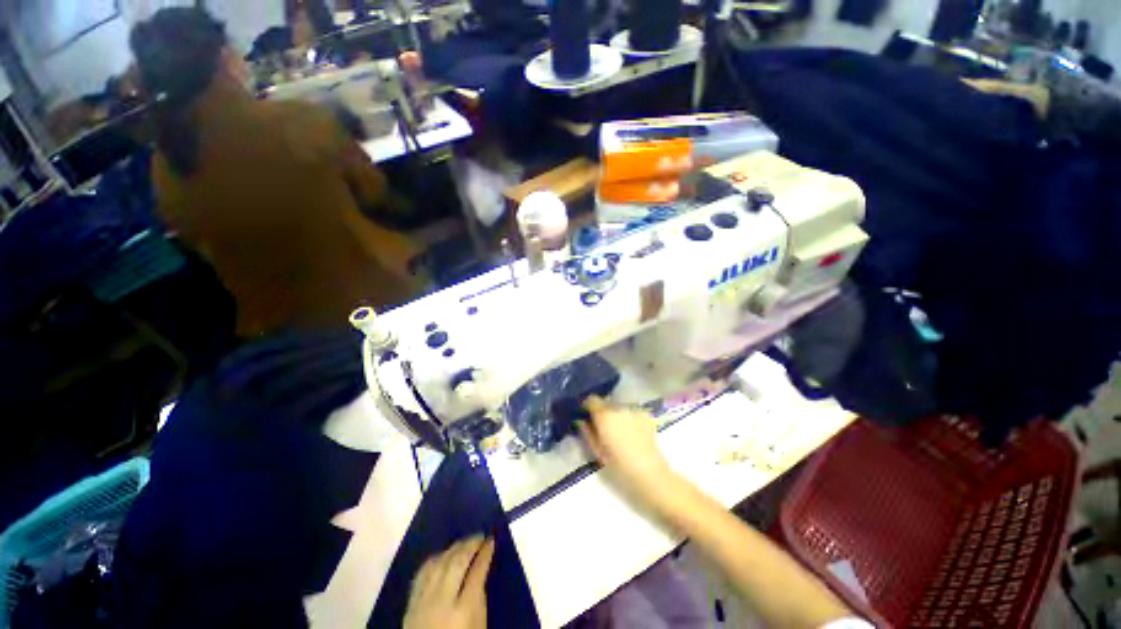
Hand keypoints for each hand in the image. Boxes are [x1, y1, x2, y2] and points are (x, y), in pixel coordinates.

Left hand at [404, 535, 494, 628]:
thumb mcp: (479, 627)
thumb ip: (480, 600)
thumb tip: (480, 571)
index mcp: (464, 611)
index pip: (477, 572)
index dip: (486, 553)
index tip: (492, 540)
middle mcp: (443, 601)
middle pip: (457, 562)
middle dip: (470, 545)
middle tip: (480, 536)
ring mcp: (424, 601)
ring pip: (439, 562)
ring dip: (454, 548)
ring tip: (465, 542)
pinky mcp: (410, 603)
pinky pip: (423, 572)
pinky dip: (435, 559)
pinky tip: (443, 555)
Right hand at [578, 396, 674, 501]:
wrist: (651, 473)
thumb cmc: (620, 467)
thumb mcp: (597, 452)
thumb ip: (587, 432)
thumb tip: (581, 420)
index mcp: (604, 415)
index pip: (591, 399)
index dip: (587, 406)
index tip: (586, 416)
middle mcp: (618, 407)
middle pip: (605, 403)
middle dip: (602, 412)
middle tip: (602, 428)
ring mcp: (634, 409)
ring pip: (618, 407)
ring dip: (615, 414)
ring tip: (618, 431)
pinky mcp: (645, 414)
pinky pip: (631, 411)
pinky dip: (627, 417)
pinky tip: (631, 432)